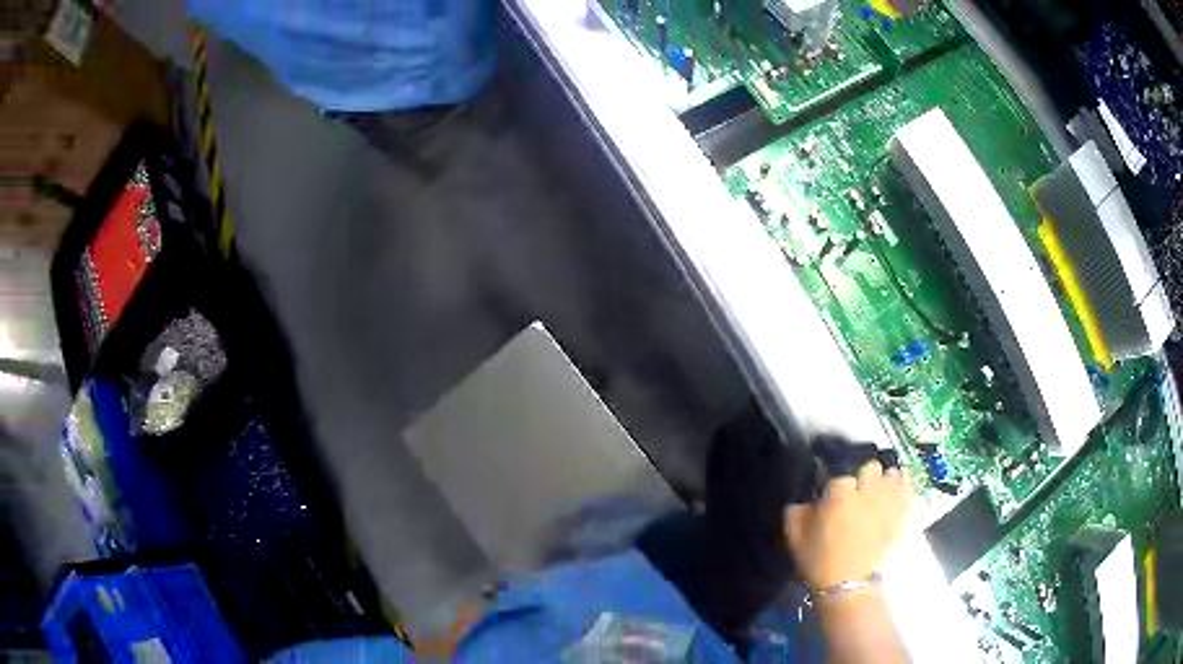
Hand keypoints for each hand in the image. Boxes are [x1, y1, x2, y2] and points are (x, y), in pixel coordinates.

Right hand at [784, 458, 912, 590]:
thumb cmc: (818, 562)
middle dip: (864, 475)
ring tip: (880, 489)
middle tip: (858, 489)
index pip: (841, 472)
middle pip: (871, 467)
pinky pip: (908, 492)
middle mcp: (865, 493)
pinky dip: (904, 489)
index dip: (837, 482)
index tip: (833, 491)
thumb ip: (797, 512)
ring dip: (886, 480)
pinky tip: (899, 492)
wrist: (847, 586)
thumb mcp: (795, 538)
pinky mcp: (900, 516)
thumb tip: (804, 501)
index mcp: (838, 495)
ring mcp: (886, 503)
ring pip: (893, 476)